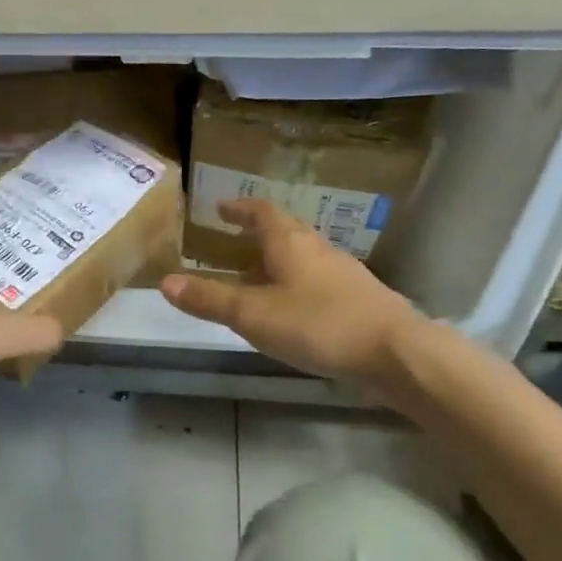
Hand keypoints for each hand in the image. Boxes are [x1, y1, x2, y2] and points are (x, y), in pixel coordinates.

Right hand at [160, 199, 424, 385]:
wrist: (396, 353)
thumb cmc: (319, 324)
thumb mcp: (253, 314)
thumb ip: (210, 299)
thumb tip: (165, 281)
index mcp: (291, 244)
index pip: (262, 212)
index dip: (240, 208)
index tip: (220, 207)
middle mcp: (318, 250)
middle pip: (286, 230)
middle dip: (258, 231)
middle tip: (233, 238)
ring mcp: (343, 274)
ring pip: (304, 256)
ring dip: (278, 258)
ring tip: (258, 273)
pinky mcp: (358, 300)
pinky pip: (319, 280)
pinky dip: (298, 283)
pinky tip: (293, 307)